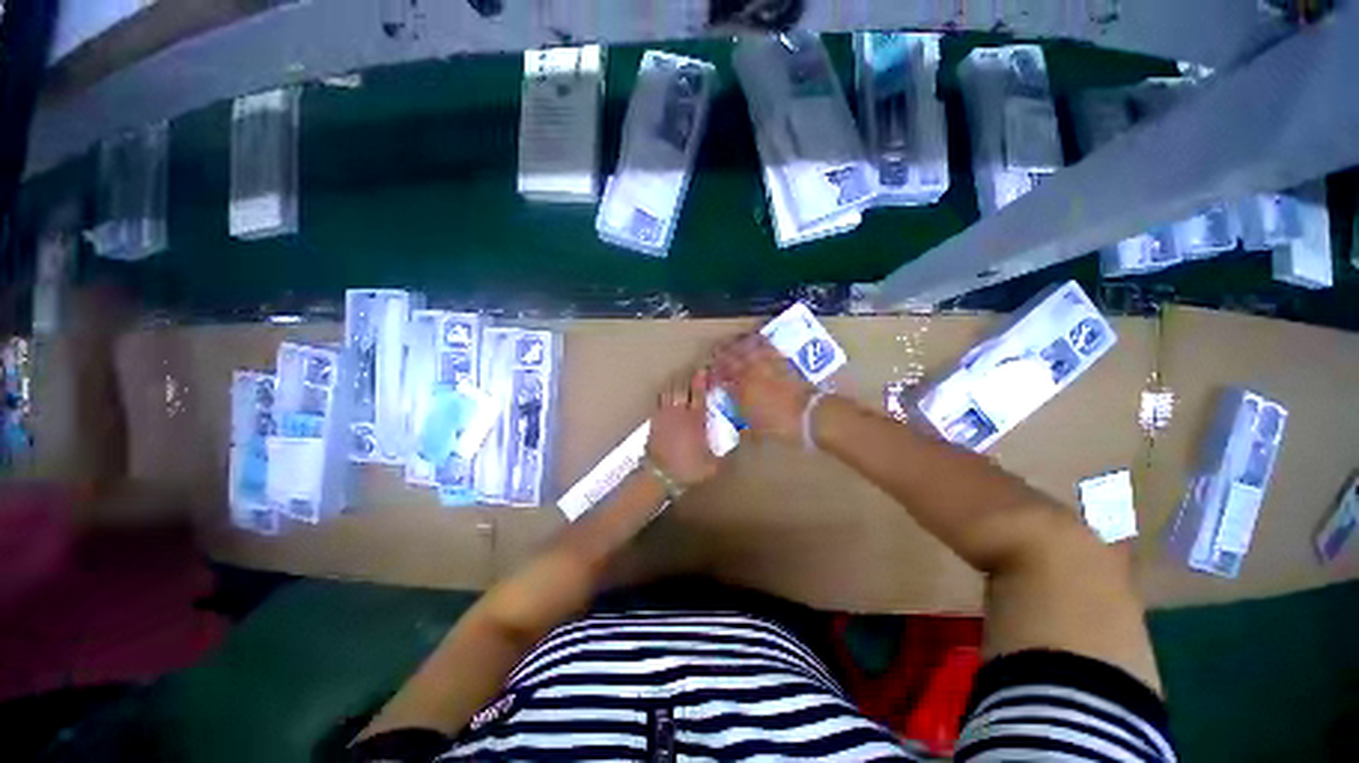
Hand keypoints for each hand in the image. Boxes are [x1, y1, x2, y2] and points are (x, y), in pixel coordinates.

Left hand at [645, 367, 720, 486]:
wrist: (659, 476)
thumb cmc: (687, 470)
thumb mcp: (712, 466)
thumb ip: (725, 454)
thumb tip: (738, 445)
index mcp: (695, 421)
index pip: (698, 394)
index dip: (701, 381)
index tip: (703, 370)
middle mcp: (679, 413)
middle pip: (681, 388)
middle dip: (687, 378)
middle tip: (693, 372)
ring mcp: (664, 415)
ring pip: (668, 391)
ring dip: (675, 383)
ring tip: (680, 379)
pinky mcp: (654, 420)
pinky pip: (658, 400)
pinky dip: (663, 394)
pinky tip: (667, 393)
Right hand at [711, 333, 813, 443]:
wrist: (809, 415)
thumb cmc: (780, 426)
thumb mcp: (757, 431)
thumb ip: (744, 427)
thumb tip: (739, 429)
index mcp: (741, 391)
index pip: (722, 378)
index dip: (714, 375)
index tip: (709, 374)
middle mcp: (750, 375)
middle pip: (731, 359)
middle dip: (721, 355)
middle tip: (715, 352)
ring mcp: (766, 366)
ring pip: (747, 349)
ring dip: (737, 344)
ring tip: (731, 341)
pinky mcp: (781, 362)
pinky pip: (767, 347)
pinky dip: (758, 341)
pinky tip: (755, 338)